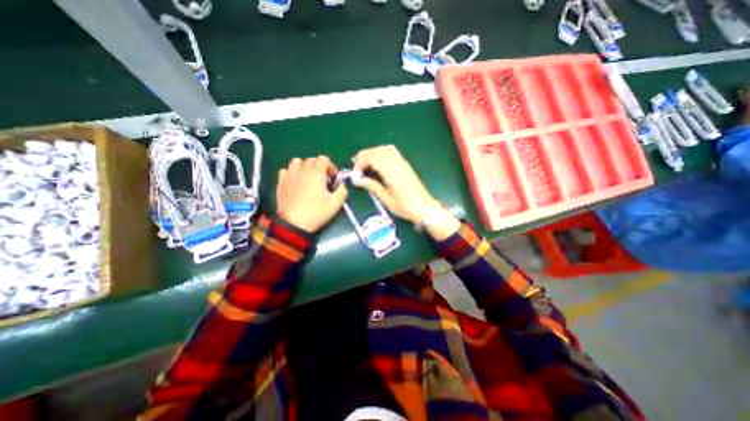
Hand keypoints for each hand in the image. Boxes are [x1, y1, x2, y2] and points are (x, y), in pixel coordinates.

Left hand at [274, 157, 348, 232]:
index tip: (333, 179)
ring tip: (308, 179)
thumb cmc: (316, 212)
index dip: (331, 167)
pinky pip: (286, 171)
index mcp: (317, 173)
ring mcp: (290, 175)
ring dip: (304, 167)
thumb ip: (343, 191)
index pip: (324, 159)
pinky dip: (292, 173)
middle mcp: (302, 170)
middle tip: (323, 181)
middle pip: (312, 160)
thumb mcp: (336, 204)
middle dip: (319, 168)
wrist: (294, 224)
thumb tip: (343, 185)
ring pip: (297, 162)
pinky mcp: (281, 182)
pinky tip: (295, 183)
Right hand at [354, 142, 463, 237]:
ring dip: (373, 152)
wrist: (424, 207)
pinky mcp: (405, 164)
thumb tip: (356, 179)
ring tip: (364, 160)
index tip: (355, 172)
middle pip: (378, 151)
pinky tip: (377, 160)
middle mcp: (398, 164)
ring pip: (385, 149)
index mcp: (392, 173)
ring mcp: (403, 163)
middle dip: (364, 155)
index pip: (373, 159)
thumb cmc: (405, 207)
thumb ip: (372, 186)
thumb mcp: (386, 199)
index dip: (361, 162)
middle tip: (355, 163)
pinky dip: (382, 152)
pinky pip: (392, 151)